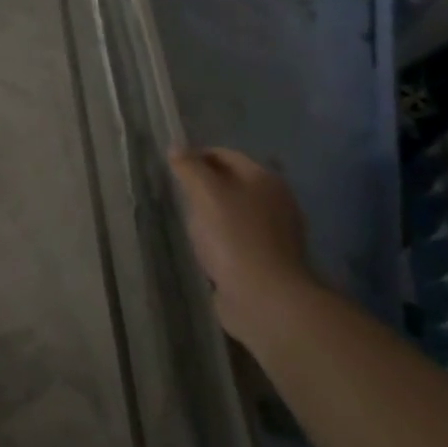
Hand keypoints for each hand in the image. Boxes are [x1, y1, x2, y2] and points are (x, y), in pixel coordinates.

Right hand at [169, 146, 318, 349]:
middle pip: (232, 183)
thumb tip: (176, 148)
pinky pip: (238, 239)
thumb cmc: (234, 237)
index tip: (172, 169)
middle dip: (204, 186)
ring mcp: (275, 234)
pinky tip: (205, 248)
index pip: (225, 155)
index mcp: (264, 179)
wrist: (265, 299)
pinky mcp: (268, 261)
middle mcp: (275, 201)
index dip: (197, 156)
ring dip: (212, 214)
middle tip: (178, 196)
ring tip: (188, 223)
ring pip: (234, 212)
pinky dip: (221, 239)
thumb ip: (189, 167)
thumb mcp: (205, 193)